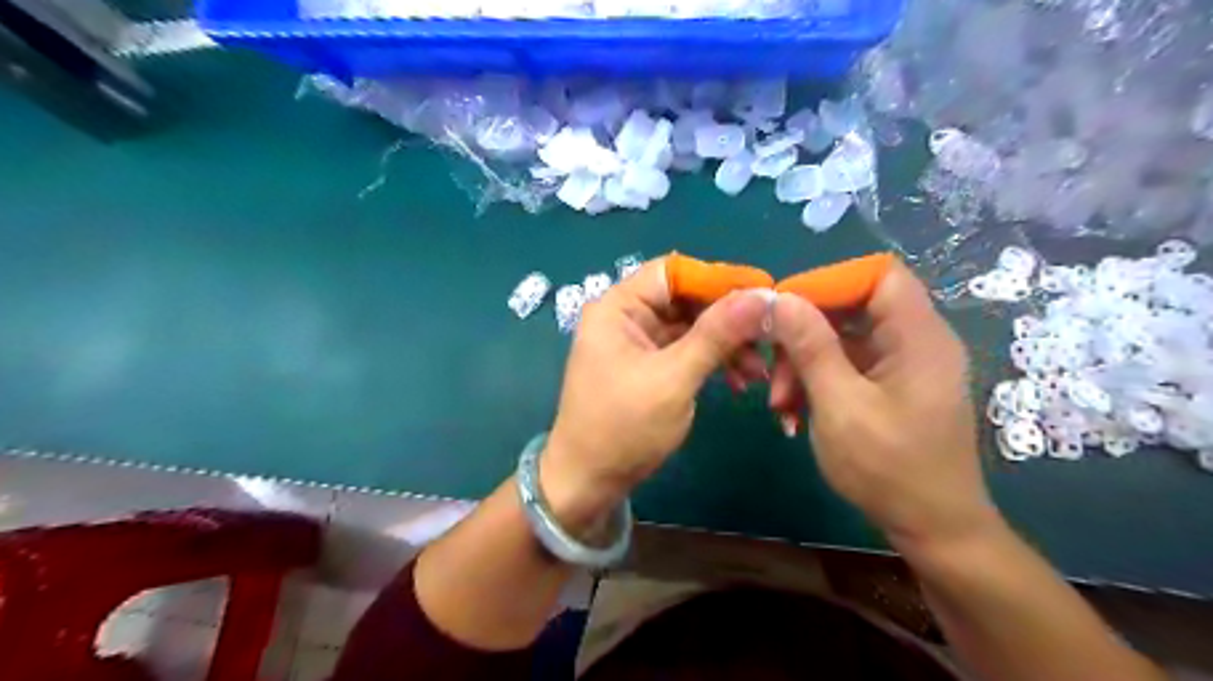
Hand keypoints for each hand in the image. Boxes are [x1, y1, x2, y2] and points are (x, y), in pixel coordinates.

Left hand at [544, 259, 764, 530]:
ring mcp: (637, 342)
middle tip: (768, 335)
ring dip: (725, 344)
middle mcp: (626, 317)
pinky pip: (687, 350)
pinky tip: (739, 380)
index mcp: (618, 308)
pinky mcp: (649, 365)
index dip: (718, 278)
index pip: (673, 272)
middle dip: (727, 318)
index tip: (763, 292)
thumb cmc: (623, 428)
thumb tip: (761, 296)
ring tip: (758, 370)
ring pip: (691, 326)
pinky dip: (712, 361)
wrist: (589, 482)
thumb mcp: (673, 379)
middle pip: (685, 298)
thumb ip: (716, 335)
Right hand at [772, 262, 998, 553]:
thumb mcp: (840, 405)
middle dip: (804, 334)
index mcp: (918, 336)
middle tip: (773, 371)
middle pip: (853, 306)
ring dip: (804, 363)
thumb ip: (810, 347)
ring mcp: (903, 364)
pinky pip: (848, 364)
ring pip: (843, 338)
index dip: (828, 283)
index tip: (784, 313)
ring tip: (780, 404)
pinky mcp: (891, 385)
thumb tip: (779, 298)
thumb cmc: (889, 469)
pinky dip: (818, 381)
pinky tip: (796, 413)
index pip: (877, 274)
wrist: (933, 529)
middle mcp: (916, 340)